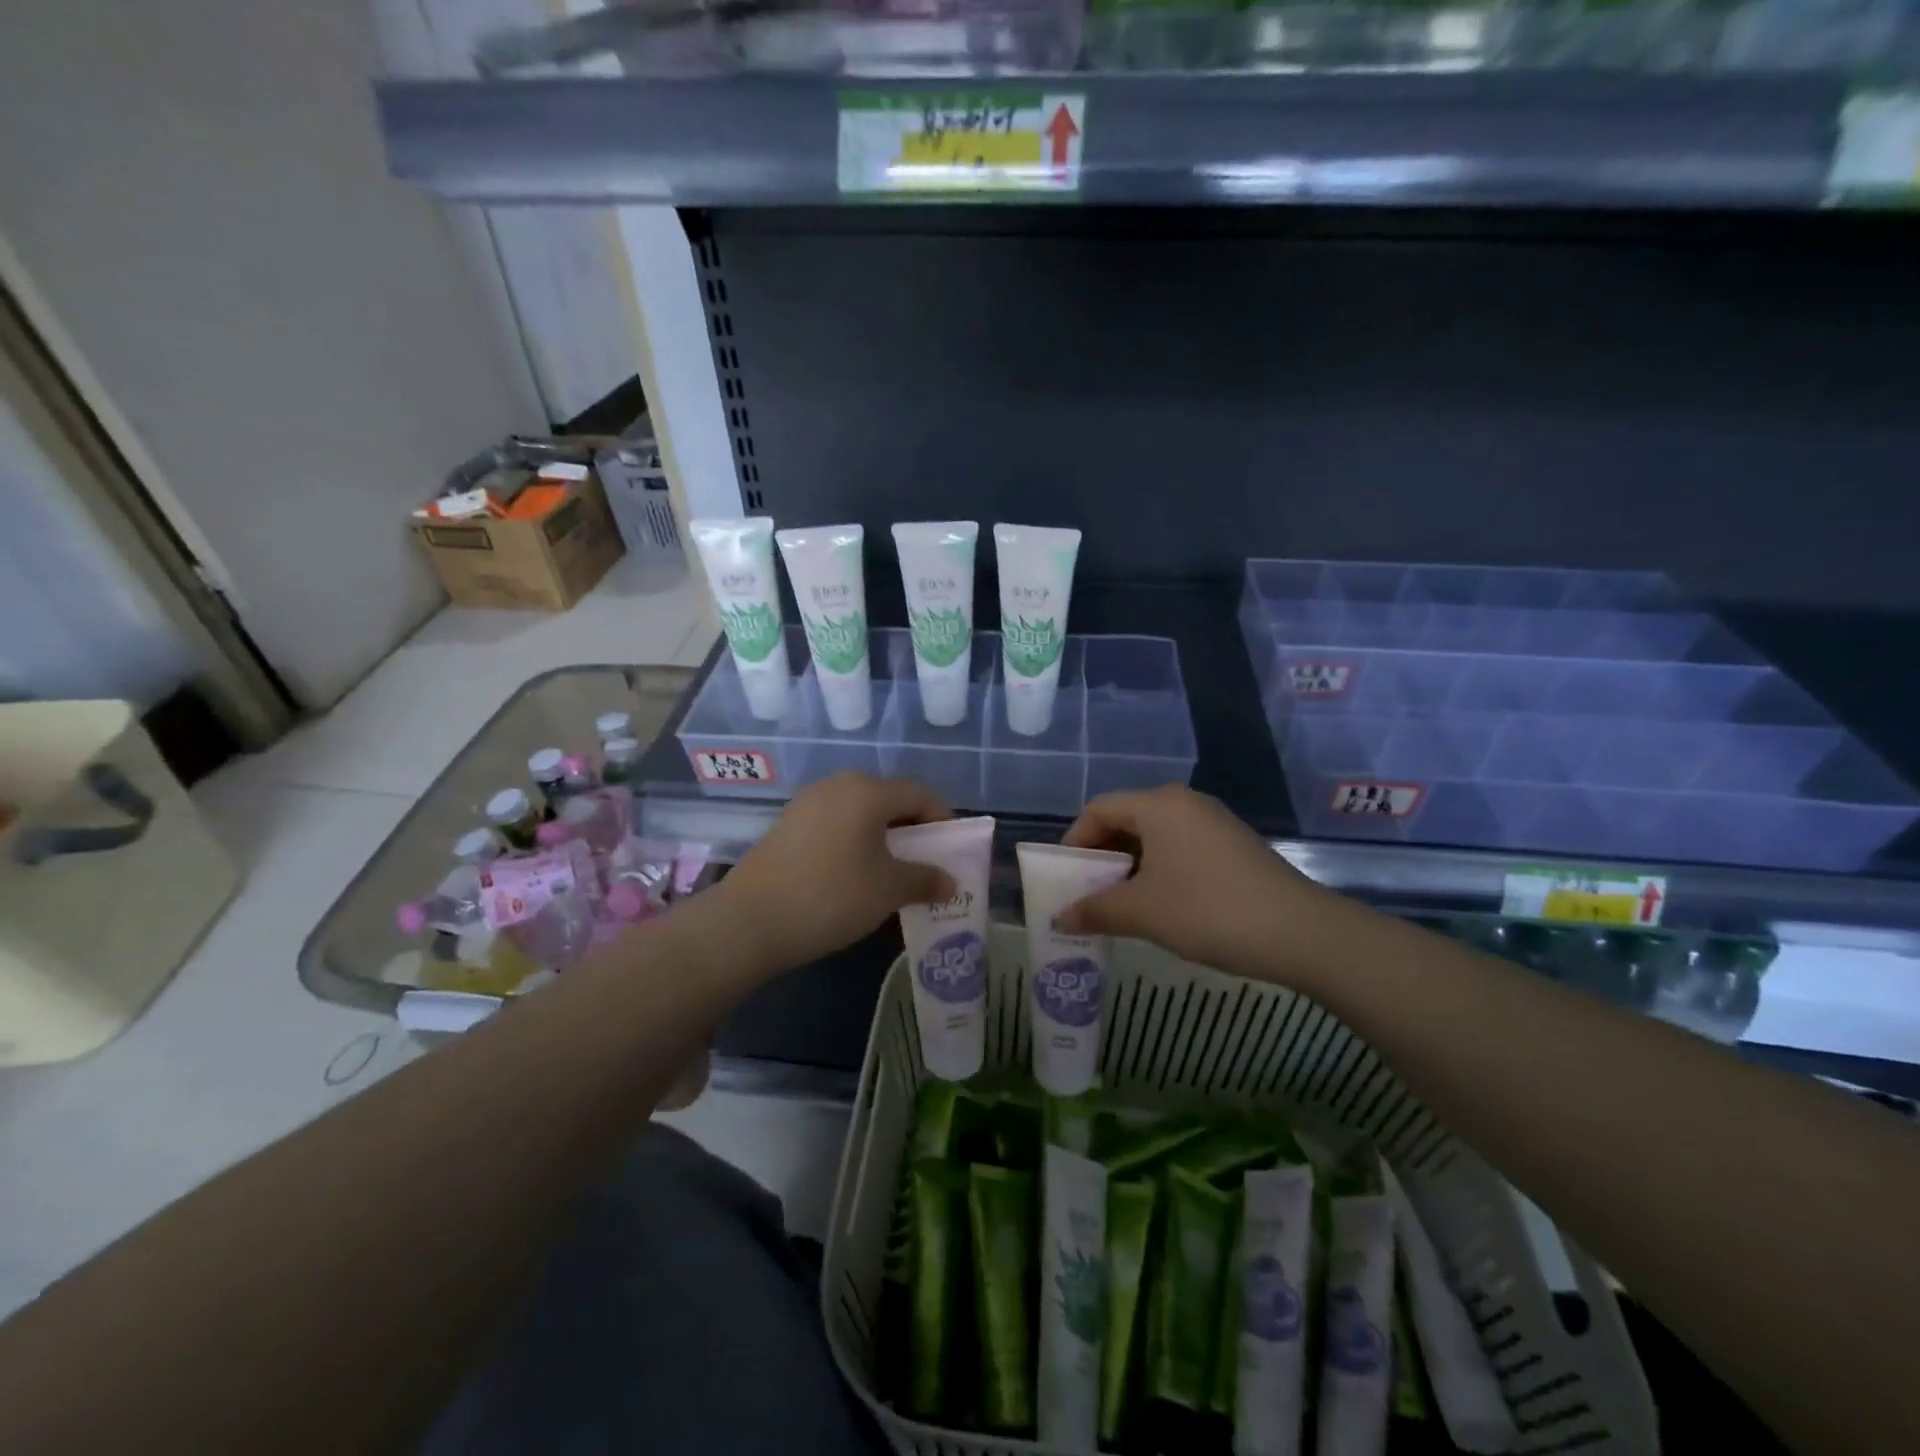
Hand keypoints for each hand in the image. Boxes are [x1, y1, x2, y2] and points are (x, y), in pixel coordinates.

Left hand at [707, 773, 953, 977]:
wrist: (750, 920)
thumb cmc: (832, 895)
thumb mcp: (889, 890)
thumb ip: (926, 879)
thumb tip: (950, 882)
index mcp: (868, 790)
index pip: (919, 794)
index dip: (942, 820)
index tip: (951, 851)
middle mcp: (838, 785)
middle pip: (889, 800)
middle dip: (913, 830)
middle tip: (924, 864)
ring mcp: (808, 803)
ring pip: (860, 813)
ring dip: (882, 838)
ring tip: (890, 873)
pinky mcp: (788, 825)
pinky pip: (835, 825)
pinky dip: (854, 843)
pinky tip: (854, 876)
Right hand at [1056, 786, 1334, 978]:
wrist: (1300, 932)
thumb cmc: (1208, 911)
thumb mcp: (1142, 913)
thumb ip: (1095, 910)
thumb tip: (1060, 918)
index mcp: (1158, 805)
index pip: (1099, 809)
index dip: (1074, 841)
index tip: (1065, 878)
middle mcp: (1184, 802)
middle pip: (1126, 819)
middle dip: (1101, 856)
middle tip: (1088, 893)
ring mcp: (1212, 822)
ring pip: (1154, 835)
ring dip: (1130, 866)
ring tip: (1120, 904)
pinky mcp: (1232, 844)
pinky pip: (1180, 847)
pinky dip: (1159, 869)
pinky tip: (1160, 904)